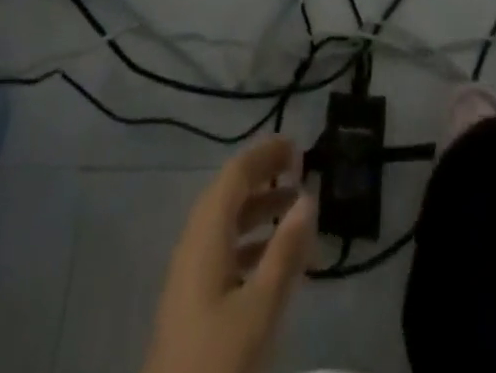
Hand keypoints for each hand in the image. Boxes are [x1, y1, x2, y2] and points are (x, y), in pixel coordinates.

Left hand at [141, 137, 317, 372]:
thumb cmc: (217, 364)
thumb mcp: (259, 310)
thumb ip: (284, 252)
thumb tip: (307, 198)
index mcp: (205, 236)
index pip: (235, 175)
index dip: (265, 154)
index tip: (298, 145)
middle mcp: (193, 245)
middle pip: (228, 194)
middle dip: (263, 176)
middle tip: (300, 169)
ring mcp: (188, 276)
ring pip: (225, 223)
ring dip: (258, 208)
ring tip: (295, 208)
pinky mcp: (190, 304)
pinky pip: (222, 250)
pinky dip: (250, 240)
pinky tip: (273, 258)